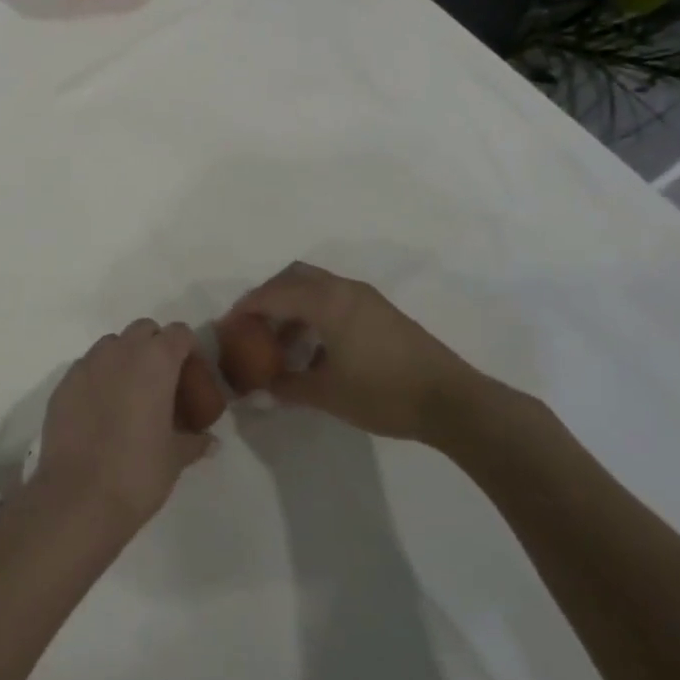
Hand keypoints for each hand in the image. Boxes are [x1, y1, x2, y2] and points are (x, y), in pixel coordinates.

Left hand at [32, 319, 214, 537]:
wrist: (78, 497)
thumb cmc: (137, 472)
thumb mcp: (175, 458)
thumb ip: (194, 441)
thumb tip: (209, 441)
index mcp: (155, 361)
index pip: (179, 333)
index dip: (189, 350)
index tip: (192, 377)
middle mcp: (120, 351)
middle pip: (144, 330)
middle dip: (156, 347)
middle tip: (163, 384)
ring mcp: (87, 364)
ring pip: (112, 345)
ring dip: (125, 359)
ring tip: (130, 396)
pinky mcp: (63, 383)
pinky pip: (87, 367)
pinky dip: (98, 378)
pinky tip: (101, 411)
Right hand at [228, 261, 481, 440]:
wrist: (452, 401)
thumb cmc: (383, 393)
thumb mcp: (327, 394)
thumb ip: (287, 387)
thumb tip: (260, 389)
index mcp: (326, 301)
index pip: (272, 294)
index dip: (245, 309)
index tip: (227, 327)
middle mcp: (343, 289)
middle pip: (293, 277)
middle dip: (268, 297)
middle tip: (252, 326)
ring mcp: (365, 298)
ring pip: (315, 287)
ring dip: (292, 306)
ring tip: (280, 343)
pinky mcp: (380, 312)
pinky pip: (334, 299)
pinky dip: (314, 314)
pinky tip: (315, 351)